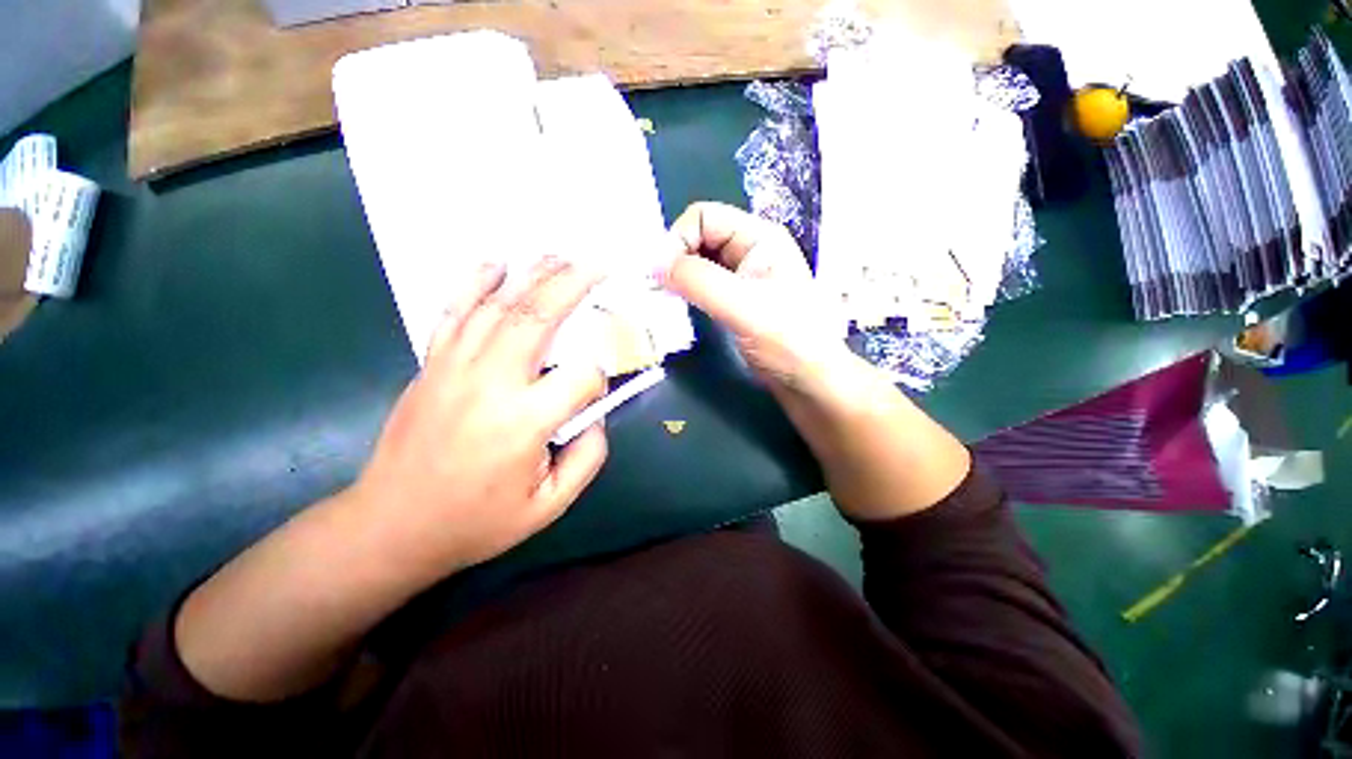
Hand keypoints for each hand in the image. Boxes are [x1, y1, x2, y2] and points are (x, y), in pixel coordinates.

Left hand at [351, 257, 608, 575]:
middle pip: (538, 317)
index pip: (581, 378)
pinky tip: (495, 263)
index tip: (594, 395)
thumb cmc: (476, 521)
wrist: (392, 524)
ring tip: (560, 255)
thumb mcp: (549, 507)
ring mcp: (455, 367)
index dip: (597, 380)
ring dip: (534, 275)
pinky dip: (475, 282)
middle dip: (573, 284)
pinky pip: (454, 312)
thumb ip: (587, 459)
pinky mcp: (432, 364)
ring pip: (499, 306)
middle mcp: (491, 383)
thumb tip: (596, 417)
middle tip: (598, 263)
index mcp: (524, 423)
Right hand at [663, 202, 851, 396]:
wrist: (809, 381)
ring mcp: (742, 277)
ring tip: (662, 297)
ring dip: (678, 276)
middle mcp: (749, 250)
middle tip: (658, 287)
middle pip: (699, 237)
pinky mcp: (735, 301)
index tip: (661, 274)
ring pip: (698, 262)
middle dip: (675, 257)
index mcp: (759, 238)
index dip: (678, 239)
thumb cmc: (787, 340)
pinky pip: (702, 285)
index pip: (704, 217)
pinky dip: (686, 291)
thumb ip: (698, 281)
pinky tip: (677, 306)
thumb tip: (654, 266)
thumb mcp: (743, 306)